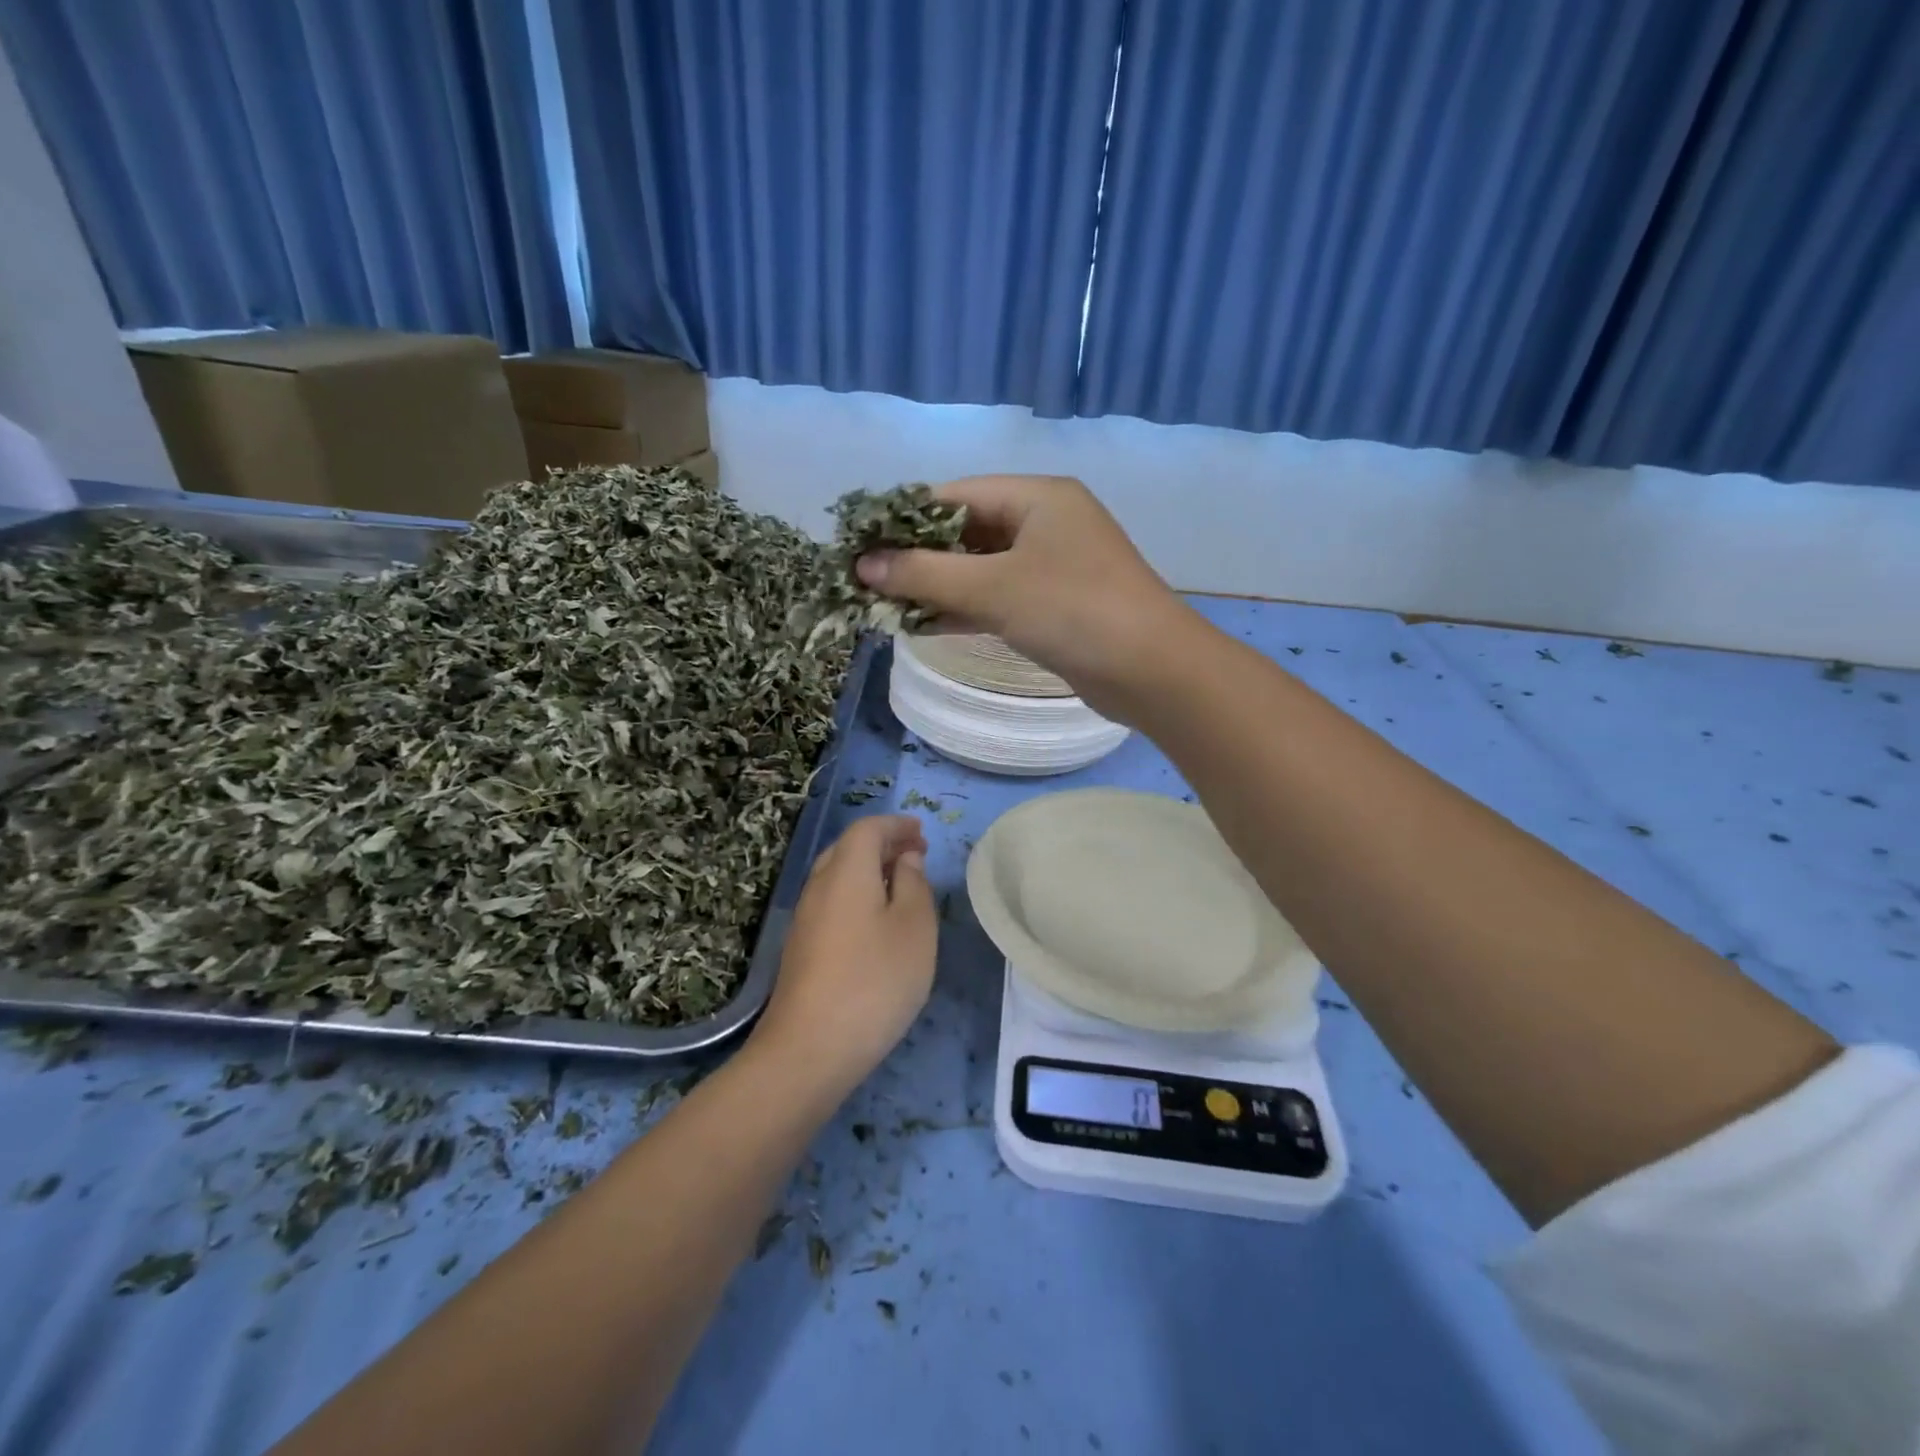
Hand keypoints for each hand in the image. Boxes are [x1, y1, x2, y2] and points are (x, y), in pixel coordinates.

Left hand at [751, 815, 936, 1094]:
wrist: (809, 1049)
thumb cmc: (875, 980)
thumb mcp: (915, 928)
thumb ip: (914, 884)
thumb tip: (906, 859)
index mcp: (846, 871)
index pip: (867, 829)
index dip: (896, 825)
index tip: (922, 833)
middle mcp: (819, 886)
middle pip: (847, 849)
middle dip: (883, 845)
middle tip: (916, 855)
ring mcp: (805, 919)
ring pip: (837, 877)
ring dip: (869, 871)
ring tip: (901, 886)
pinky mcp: (801, 949)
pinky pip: (832, 902)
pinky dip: (857, 896)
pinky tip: (876, 923)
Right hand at [854, 474, 1194, 720]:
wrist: (1153, 672)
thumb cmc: (1073, 611)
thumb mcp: (993, 588)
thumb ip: (925, 574)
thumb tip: (863, 565)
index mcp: (1037, 497)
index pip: (955, 495)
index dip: (904, 518)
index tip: (860, 543)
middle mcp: (1046, 522)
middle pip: (966, 532)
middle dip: (918, 557)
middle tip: (867, 580)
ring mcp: (1052, 566)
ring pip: (980, 569)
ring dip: (938, 587)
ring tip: (884, 605)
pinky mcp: (1055, 605)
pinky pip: (998, 598)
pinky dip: (964, 609)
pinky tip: (924, 626)